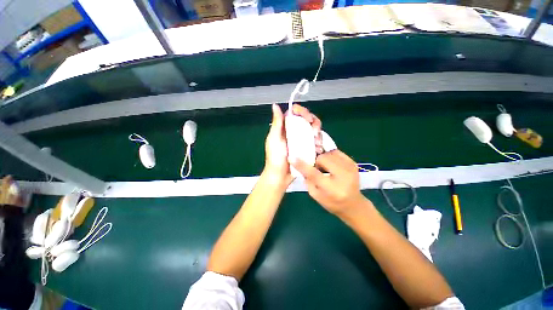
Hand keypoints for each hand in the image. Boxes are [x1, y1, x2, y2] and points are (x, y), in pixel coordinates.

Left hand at [264, 104, 321, 184]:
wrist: (280, 176)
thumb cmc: (275, 158)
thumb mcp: (274, 139)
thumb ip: (277, 123)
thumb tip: (275, 105)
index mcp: (285, 128)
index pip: (295, 114)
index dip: (302, 112)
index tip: (306, 117)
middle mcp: (294, 132)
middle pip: (307, 121)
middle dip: (314, 123)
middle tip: (314, 132)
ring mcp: (301, 140)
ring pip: (313, 130)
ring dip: (317, 134)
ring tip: (316, 142)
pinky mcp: (307, 148)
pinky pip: (316, 142)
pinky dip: (318, 143)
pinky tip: (317, 148)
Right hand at [291, 150, 367, 215]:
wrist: (353, 204)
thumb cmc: (332, 202)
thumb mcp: (316, 195)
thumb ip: (308, 180)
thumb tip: (301, 164)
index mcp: (332, 189)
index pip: (313, 173)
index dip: (301, 165)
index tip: (292, 158)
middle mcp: (343, 176)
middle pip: (322, 158)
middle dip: (317, 162)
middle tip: (317, 169)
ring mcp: (350, 168)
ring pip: (329, 153)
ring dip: (324, 159)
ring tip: (325, 168)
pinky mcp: (353, 163)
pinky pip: (336, 152)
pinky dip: (330, 156)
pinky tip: (331, 164)